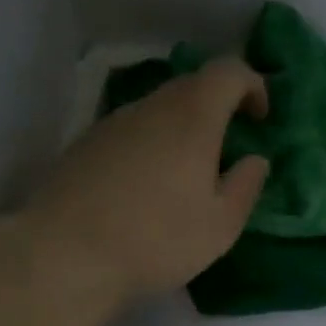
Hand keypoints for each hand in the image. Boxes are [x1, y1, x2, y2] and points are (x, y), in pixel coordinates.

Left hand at [25, 58, 269, 307]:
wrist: (64, 254)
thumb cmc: (157, 238)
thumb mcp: (221, 225)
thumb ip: (246, 186)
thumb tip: (254, 160)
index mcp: (192, 118)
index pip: (228, 71)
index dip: (252, 85)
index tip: (261, 120)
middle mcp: (152, 107)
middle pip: (192, 85)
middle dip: (219, 106)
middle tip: (230, 145)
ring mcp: (113, 123)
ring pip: (159, 108)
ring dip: (183, 127)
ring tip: (189, 172)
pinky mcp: (86, 144)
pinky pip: (133, 130)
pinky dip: (153, 143)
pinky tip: (149, 186)